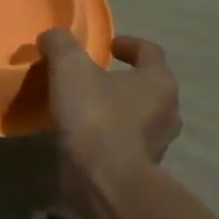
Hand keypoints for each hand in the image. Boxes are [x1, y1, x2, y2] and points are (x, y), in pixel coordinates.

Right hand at [38, 32, 181, 206]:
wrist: (104, 180)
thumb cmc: (95, 116)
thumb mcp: (69, 67)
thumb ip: (60, 44)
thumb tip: (52, 38)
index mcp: (159, 81)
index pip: (150, 51)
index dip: (127, 44)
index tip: (106, 46)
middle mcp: (167, 111)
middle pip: (146, 86)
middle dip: (121, 80)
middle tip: (91, 77)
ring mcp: (157, 144)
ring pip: (137, 117)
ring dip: (115, 110)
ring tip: (83, 107)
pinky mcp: (140, 169)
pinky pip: (125, 143)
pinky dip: (108, 136)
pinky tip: (81, 136)